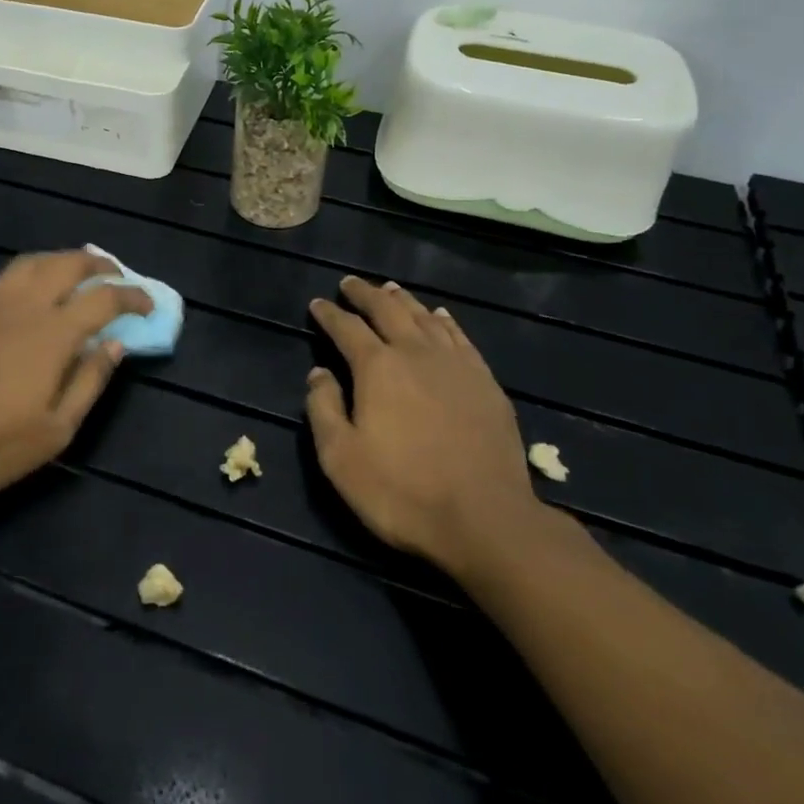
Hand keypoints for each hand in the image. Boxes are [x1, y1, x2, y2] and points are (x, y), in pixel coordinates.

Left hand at [0, 251, 151, 500]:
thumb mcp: (56, 430)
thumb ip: (90, 381)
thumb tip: (115, 345)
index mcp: (53, 333)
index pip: (104, 298)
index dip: (132, 296)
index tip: (148, 305)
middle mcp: (25, 304)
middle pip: (69, 264)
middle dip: (100, 265)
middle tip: (116, 276)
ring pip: (36, 261)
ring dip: (64, 259)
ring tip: (78, 271)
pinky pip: (7, 273)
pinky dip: (32, 270)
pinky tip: (31, 287)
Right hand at [306, 277, 544, 576]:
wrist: (486, 519)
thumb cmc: (402, 492)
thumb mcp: (341, 458)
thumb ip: (323, 409)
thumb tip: (318, 373)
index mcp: (377, 367)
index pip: (346, 328)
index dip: (329, 314)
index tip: (317, 304)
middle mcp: (416, 353)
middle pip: (387, 310)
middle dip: (365, 294)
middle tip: (351, 283)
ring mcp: (456, 365)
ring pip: (425, 318)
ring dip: (403, 301)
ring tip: (390, 290)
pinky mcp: (485, 382)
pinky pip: (460, 337)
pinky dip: (445, 321)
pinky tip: (440, 316)